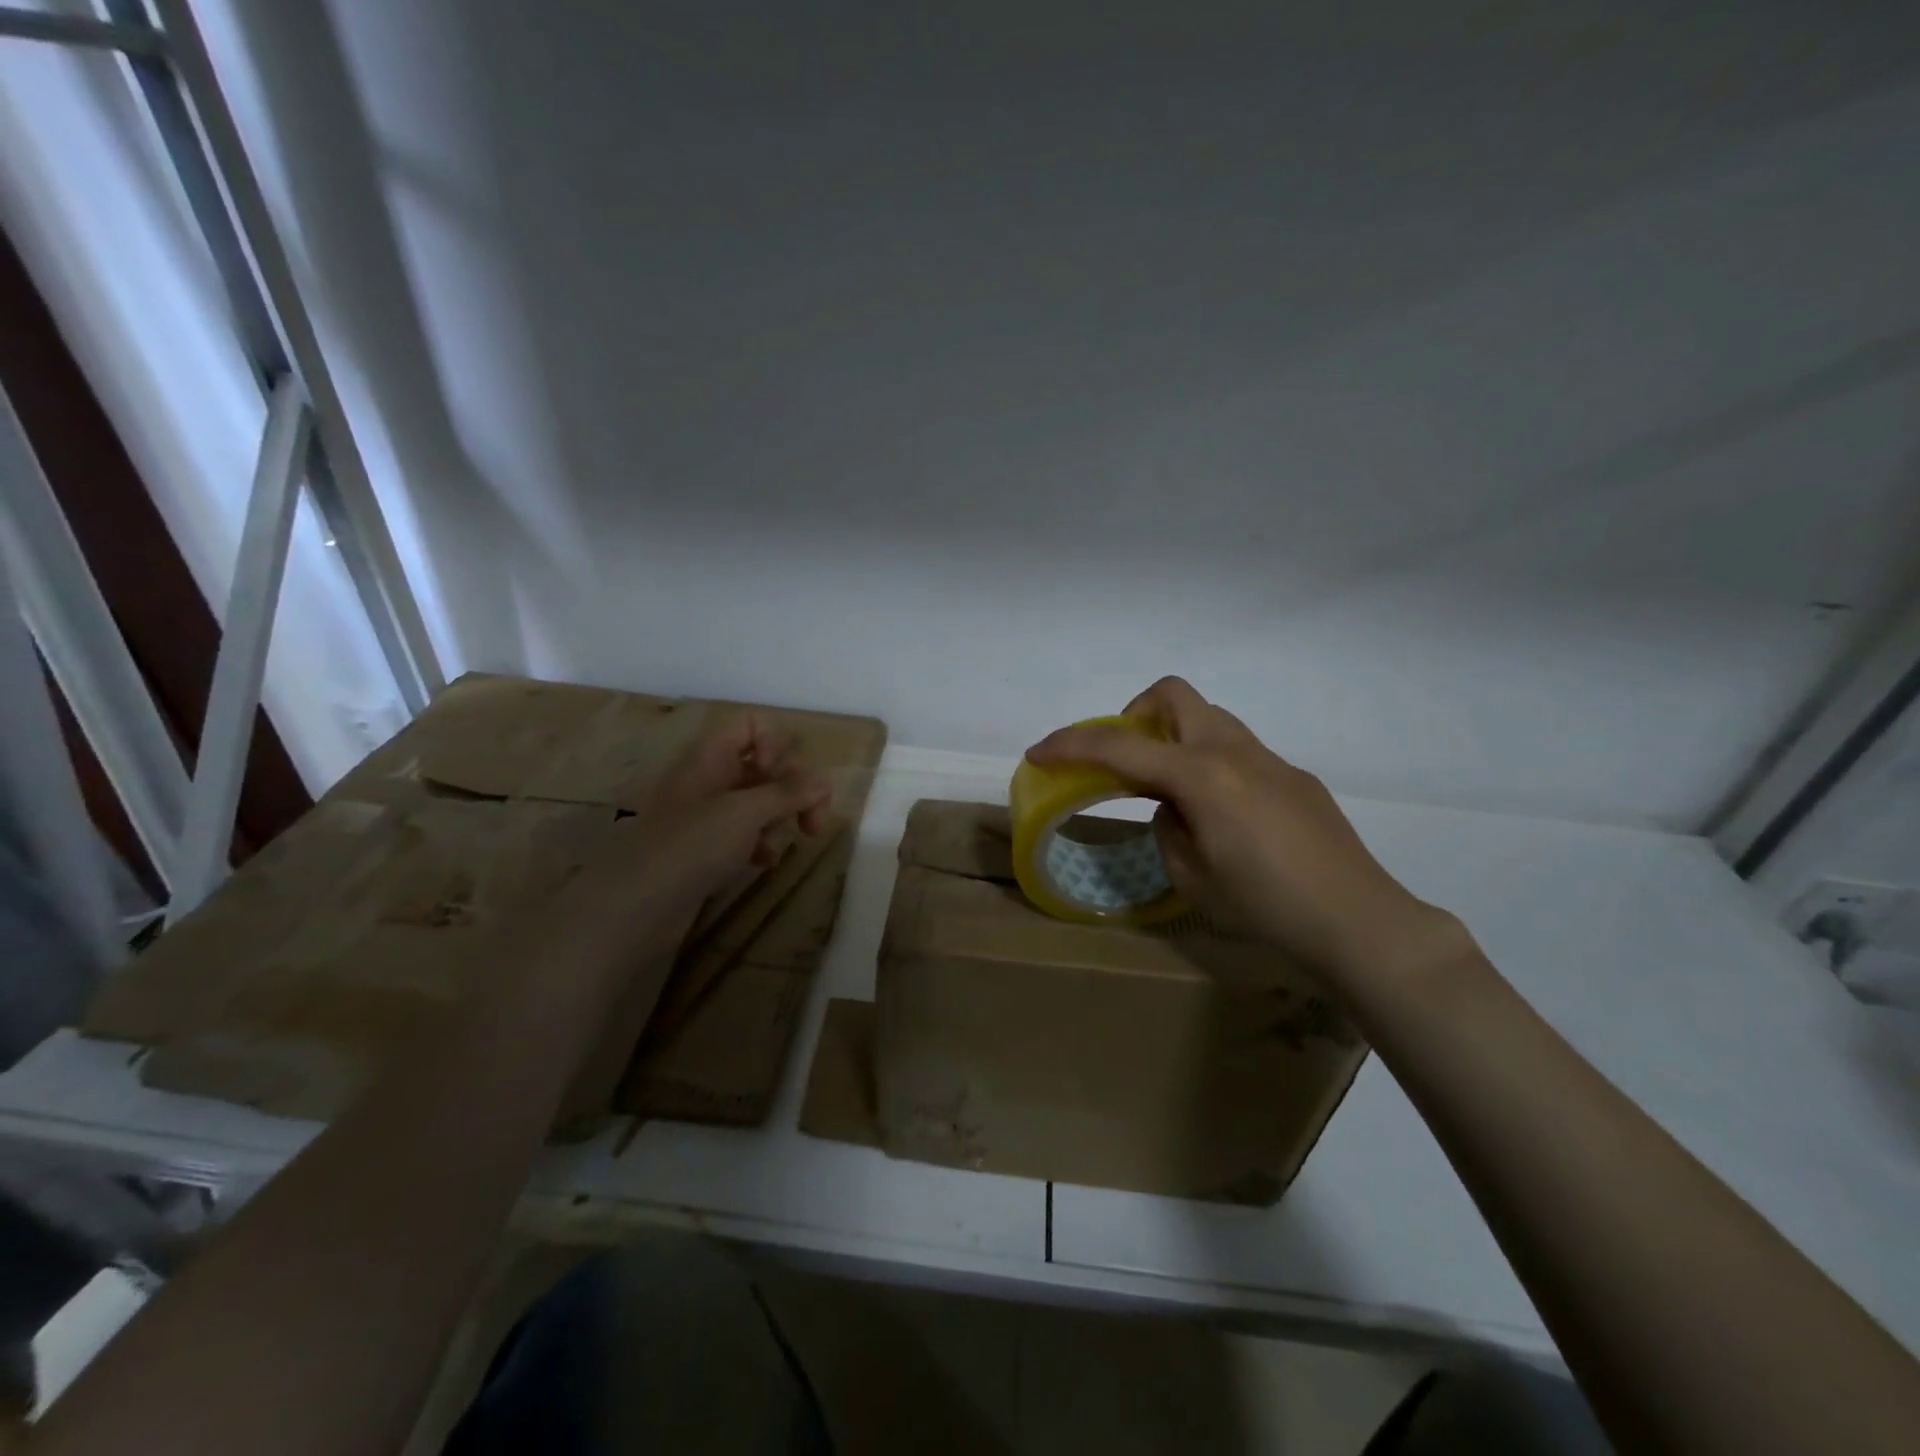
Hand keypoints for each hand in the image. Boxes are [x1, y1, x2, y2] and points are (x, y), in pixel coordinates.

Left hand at [618, 709, 832, 913]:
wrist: (635, 907)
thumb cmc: (690, 846)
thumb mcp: (745, 813)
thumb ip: (788, 793)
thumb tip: (823, 782)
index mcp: (711, 756)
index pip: (750, 724)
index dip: (774, 742)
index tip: (781, 775)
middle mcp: (711, 777)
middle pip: (765, 762)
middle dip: (794, 786)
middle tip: (812, 819)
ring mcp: (709, 814)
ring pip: (760, 799)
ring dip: (782, 816)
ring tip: (788, 841)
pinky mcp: (709, 848)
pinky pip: (748, 832)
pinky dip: (762, 842)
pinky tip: (764, 862)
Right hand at [1025, 677, 1460, 982]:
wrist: (1359, 922)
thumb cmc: (1266, 907)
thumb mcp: (1192, 877)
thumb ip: (1168, 827)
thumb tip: (1174, 808)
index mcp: (1201, 775)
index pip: (1120, 748)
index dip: (1071, 746)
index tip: (1039, 753)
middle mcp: (1234, 751)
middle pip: (1171, 695)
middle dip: (1133, 716)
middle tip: (1125, 762)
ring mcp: (1270, 759)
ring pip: (1207, 718)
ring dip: (1173, 738)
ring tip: (1170, 792)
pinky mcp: (1294, 776)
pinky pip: (1236, 750)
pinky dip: (1208, 762)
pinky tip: (1223, 817)